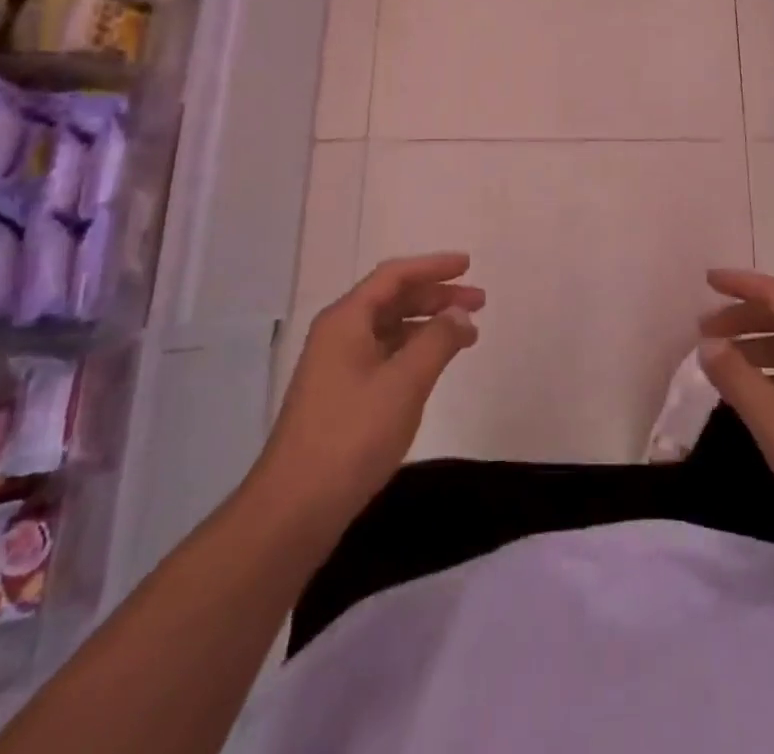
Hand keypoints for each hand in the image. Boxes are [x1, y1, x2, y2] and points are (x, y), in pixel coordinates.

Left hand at [253, 253, 482, 531]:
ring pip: (389, 329)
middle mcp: (338, 334)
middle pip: (392, 299)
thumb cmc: (351, 436)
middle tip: (479, 302)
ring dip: (428, 325)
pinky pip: (384, 355)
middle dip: (436, 296)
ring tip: (467, 334)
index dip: (433, 266)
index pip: (394, 276)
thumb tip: (460, 313)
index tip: (468, 265)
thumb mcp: (404, 383)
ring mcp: (337, 366)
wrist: (294, 509)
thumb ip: (437, 341)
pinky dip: (414, 351)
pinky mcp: (340, 396)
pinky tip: (434, 364)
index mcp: (346, 320)